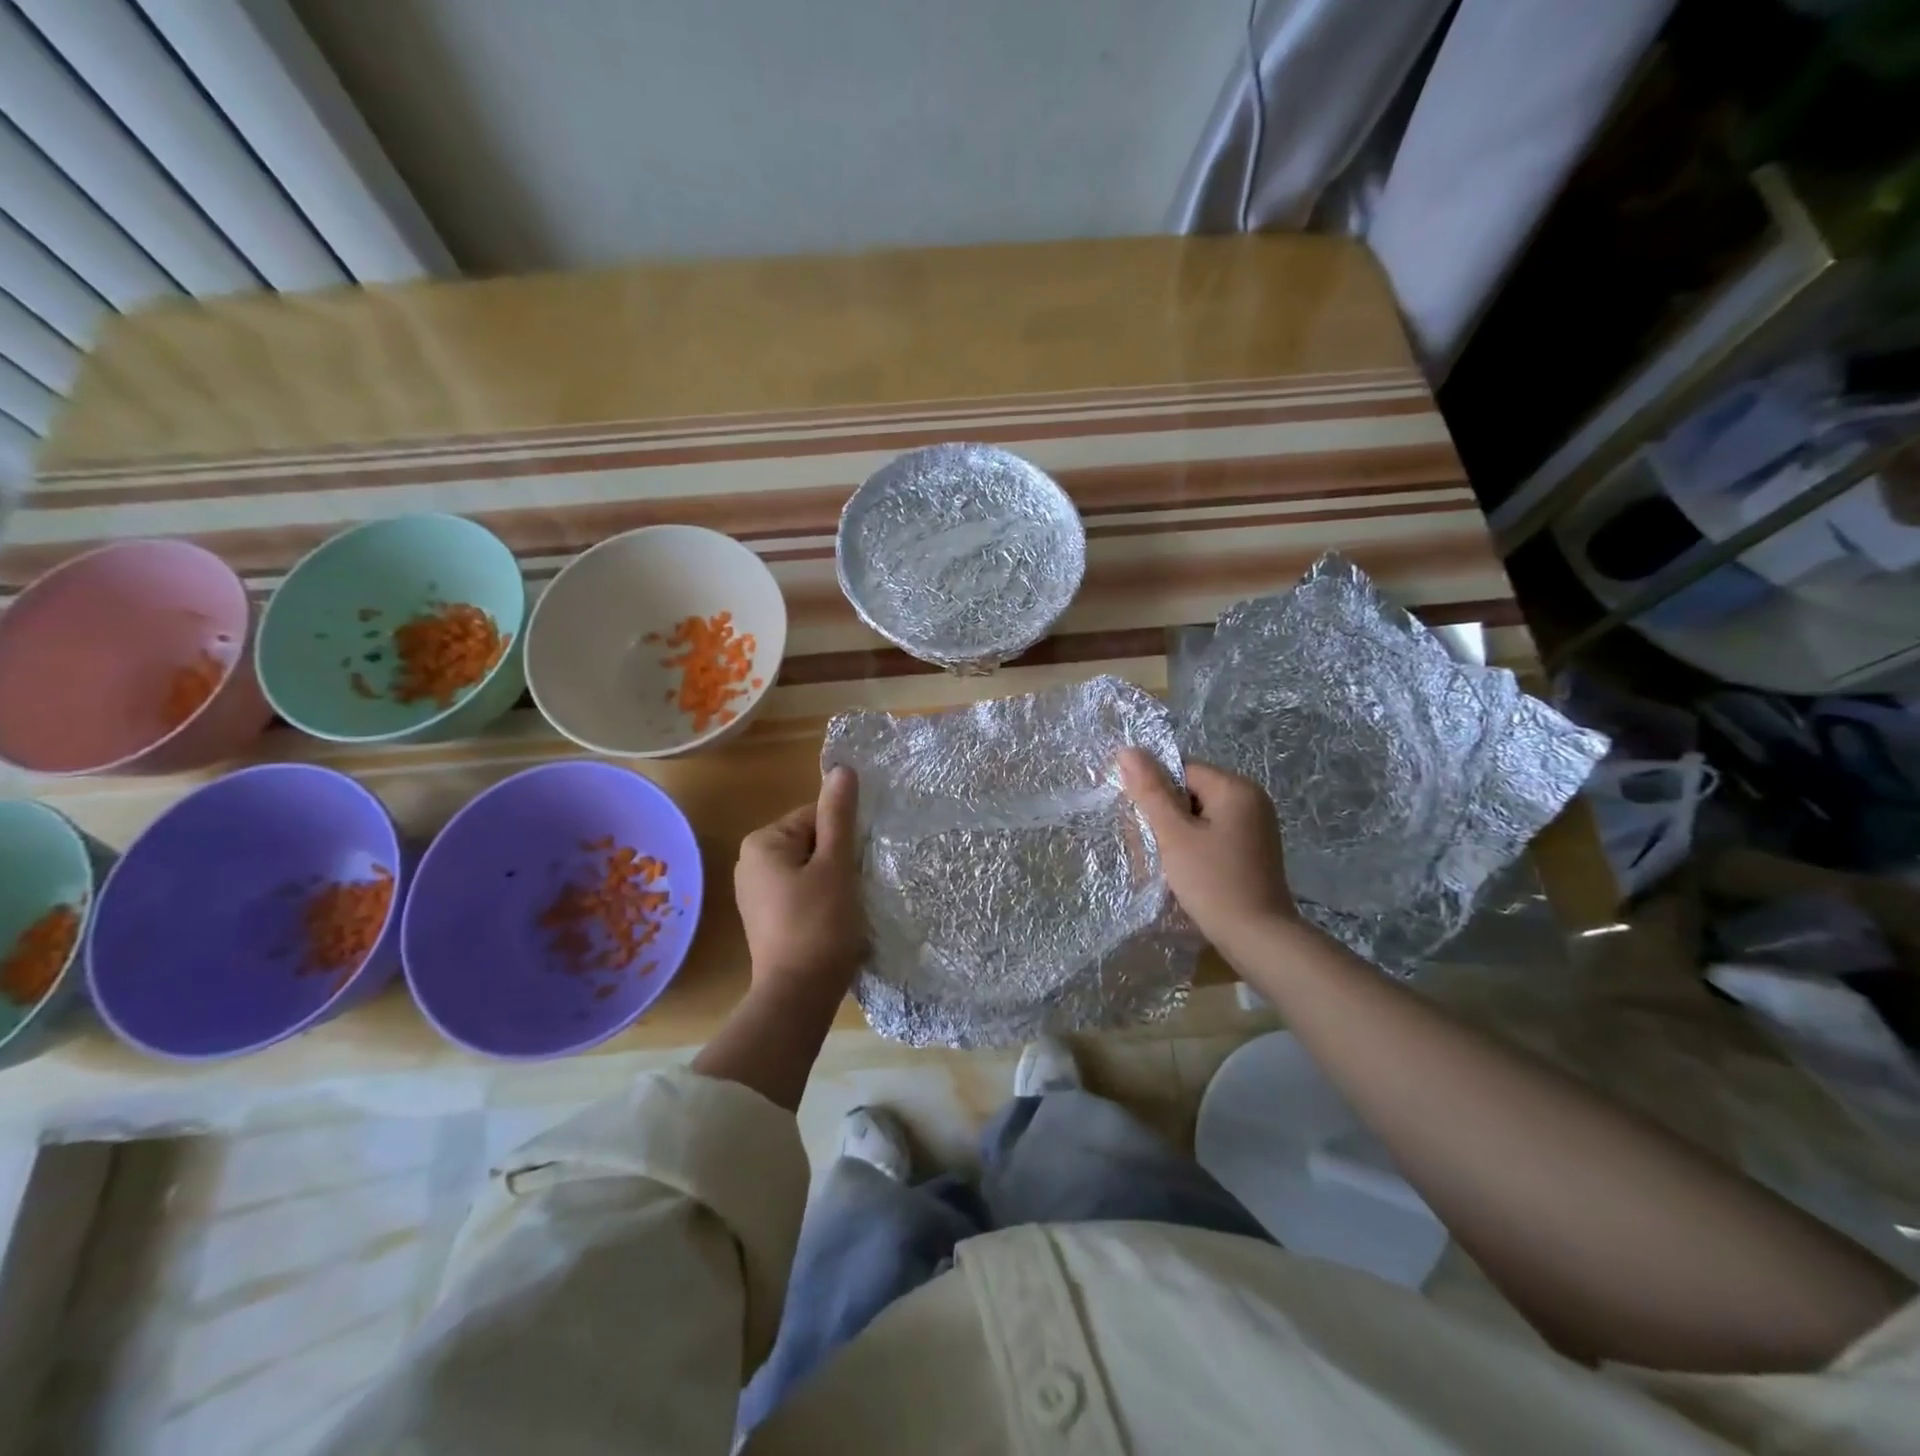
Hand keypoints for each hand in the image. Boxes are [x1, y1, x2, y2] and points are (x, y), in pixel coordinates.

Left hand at [734, 766, 865, 1000]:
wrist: (798, 995)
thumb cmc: (819, 924)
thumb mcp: (835, 865)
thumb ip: (839, 815)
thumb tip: (842, 769)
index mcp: (762, 842)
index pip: (816, 817)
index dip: (843, 839)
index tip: (855, 867)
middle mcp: (750, 861)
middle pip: (811, 841)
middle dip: (836, 860)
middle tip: (852, 888)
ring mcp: (754, 891)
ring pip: (808, 868)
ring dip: (832, 880)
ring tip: (844, 907)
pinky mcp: (765, 916)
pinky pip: (799, 891)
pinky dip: (819, 899)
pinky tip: (831, 921)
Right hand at [1118, 748, 1297, 946]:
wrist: (1258, 938)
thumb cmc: (1213, 882)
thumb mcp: (1174, 835)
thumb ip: (1150, 792)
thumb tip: (1127, 750)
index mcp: (1236, 788)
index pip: (1182, 770)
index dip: (1157, 793)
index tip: (1146, 824)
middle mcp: (1252, 799)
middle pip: (1191, 791)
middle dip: (1167, 816)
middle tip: (1155, 848)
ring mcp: (1256, 826)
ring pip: (1200, 815)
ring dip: (1179, 834)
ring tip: (1171, 863)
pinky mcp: (1254, 850)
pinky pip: (1215, 834)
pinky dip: (1196, 847)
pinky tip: (1189, 871)